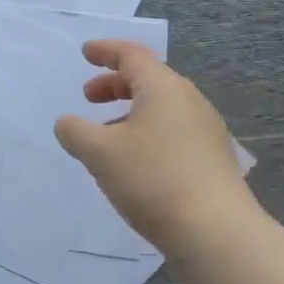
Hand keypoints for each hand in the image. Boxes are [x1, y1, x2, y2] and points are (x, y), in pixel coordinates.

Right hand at [54, 40, 266, 258]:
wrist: (215, 232)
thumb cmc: (152, 179)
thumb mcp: (99, 153)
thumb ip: (75, 131)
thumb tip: (67, 123)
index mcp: (163, 88)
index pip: (132, 55)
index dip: (106, 51)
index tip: (86, 53)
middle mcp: (189, 101)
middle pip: (149, 80)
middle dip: (115, 84)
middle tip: (89, 96)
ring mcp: (205, 131)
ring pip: (161, 108)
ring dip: (130, 112)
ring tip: (106, 133)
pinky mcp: (211, 159)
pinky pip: (172, 131)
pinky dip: (146, 132)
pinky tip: (134, 161)